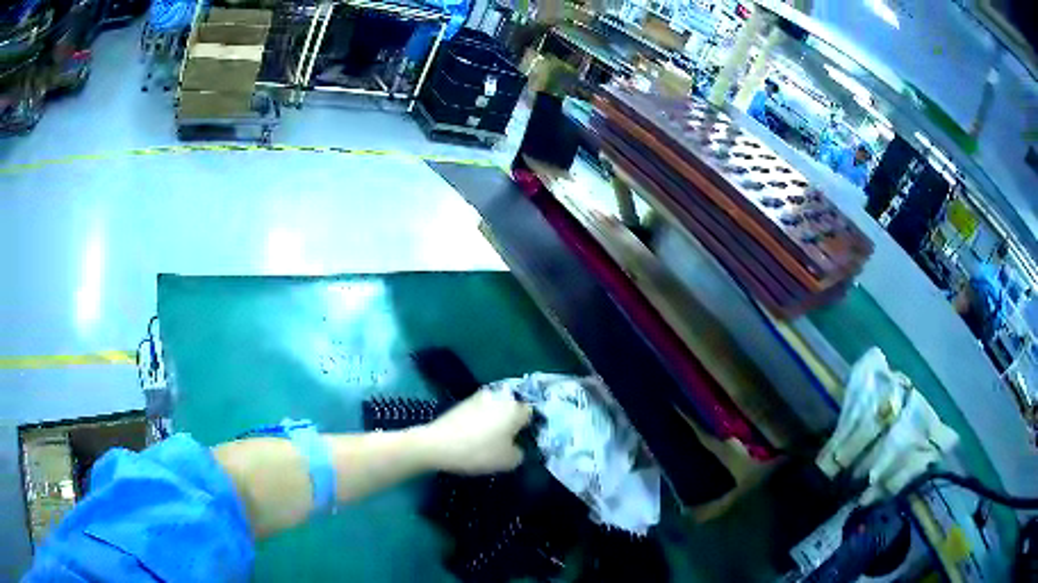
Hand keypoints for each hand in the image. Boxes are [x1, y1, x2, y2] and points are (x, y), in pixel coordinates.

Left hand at [418, 389, 532, 474]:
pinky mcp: (462, 402)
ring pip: (495, 408)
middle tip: (507, 439)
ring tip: (489, 438)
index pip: (529, 413)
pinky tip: (473, 435)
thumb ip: (519, 453)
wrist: (438, 444)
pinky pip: (479, 411)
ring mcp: (479, 398)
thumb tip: (516, 447)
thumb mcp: (507, 461)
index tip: (522, 440)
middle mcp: (499, 398)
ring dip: (494, 418)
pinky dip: (479, 420)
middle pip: (511, 408)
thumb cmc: (479, 452)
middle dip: (510, 420)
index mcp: (514, 409)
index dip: (528, 427)